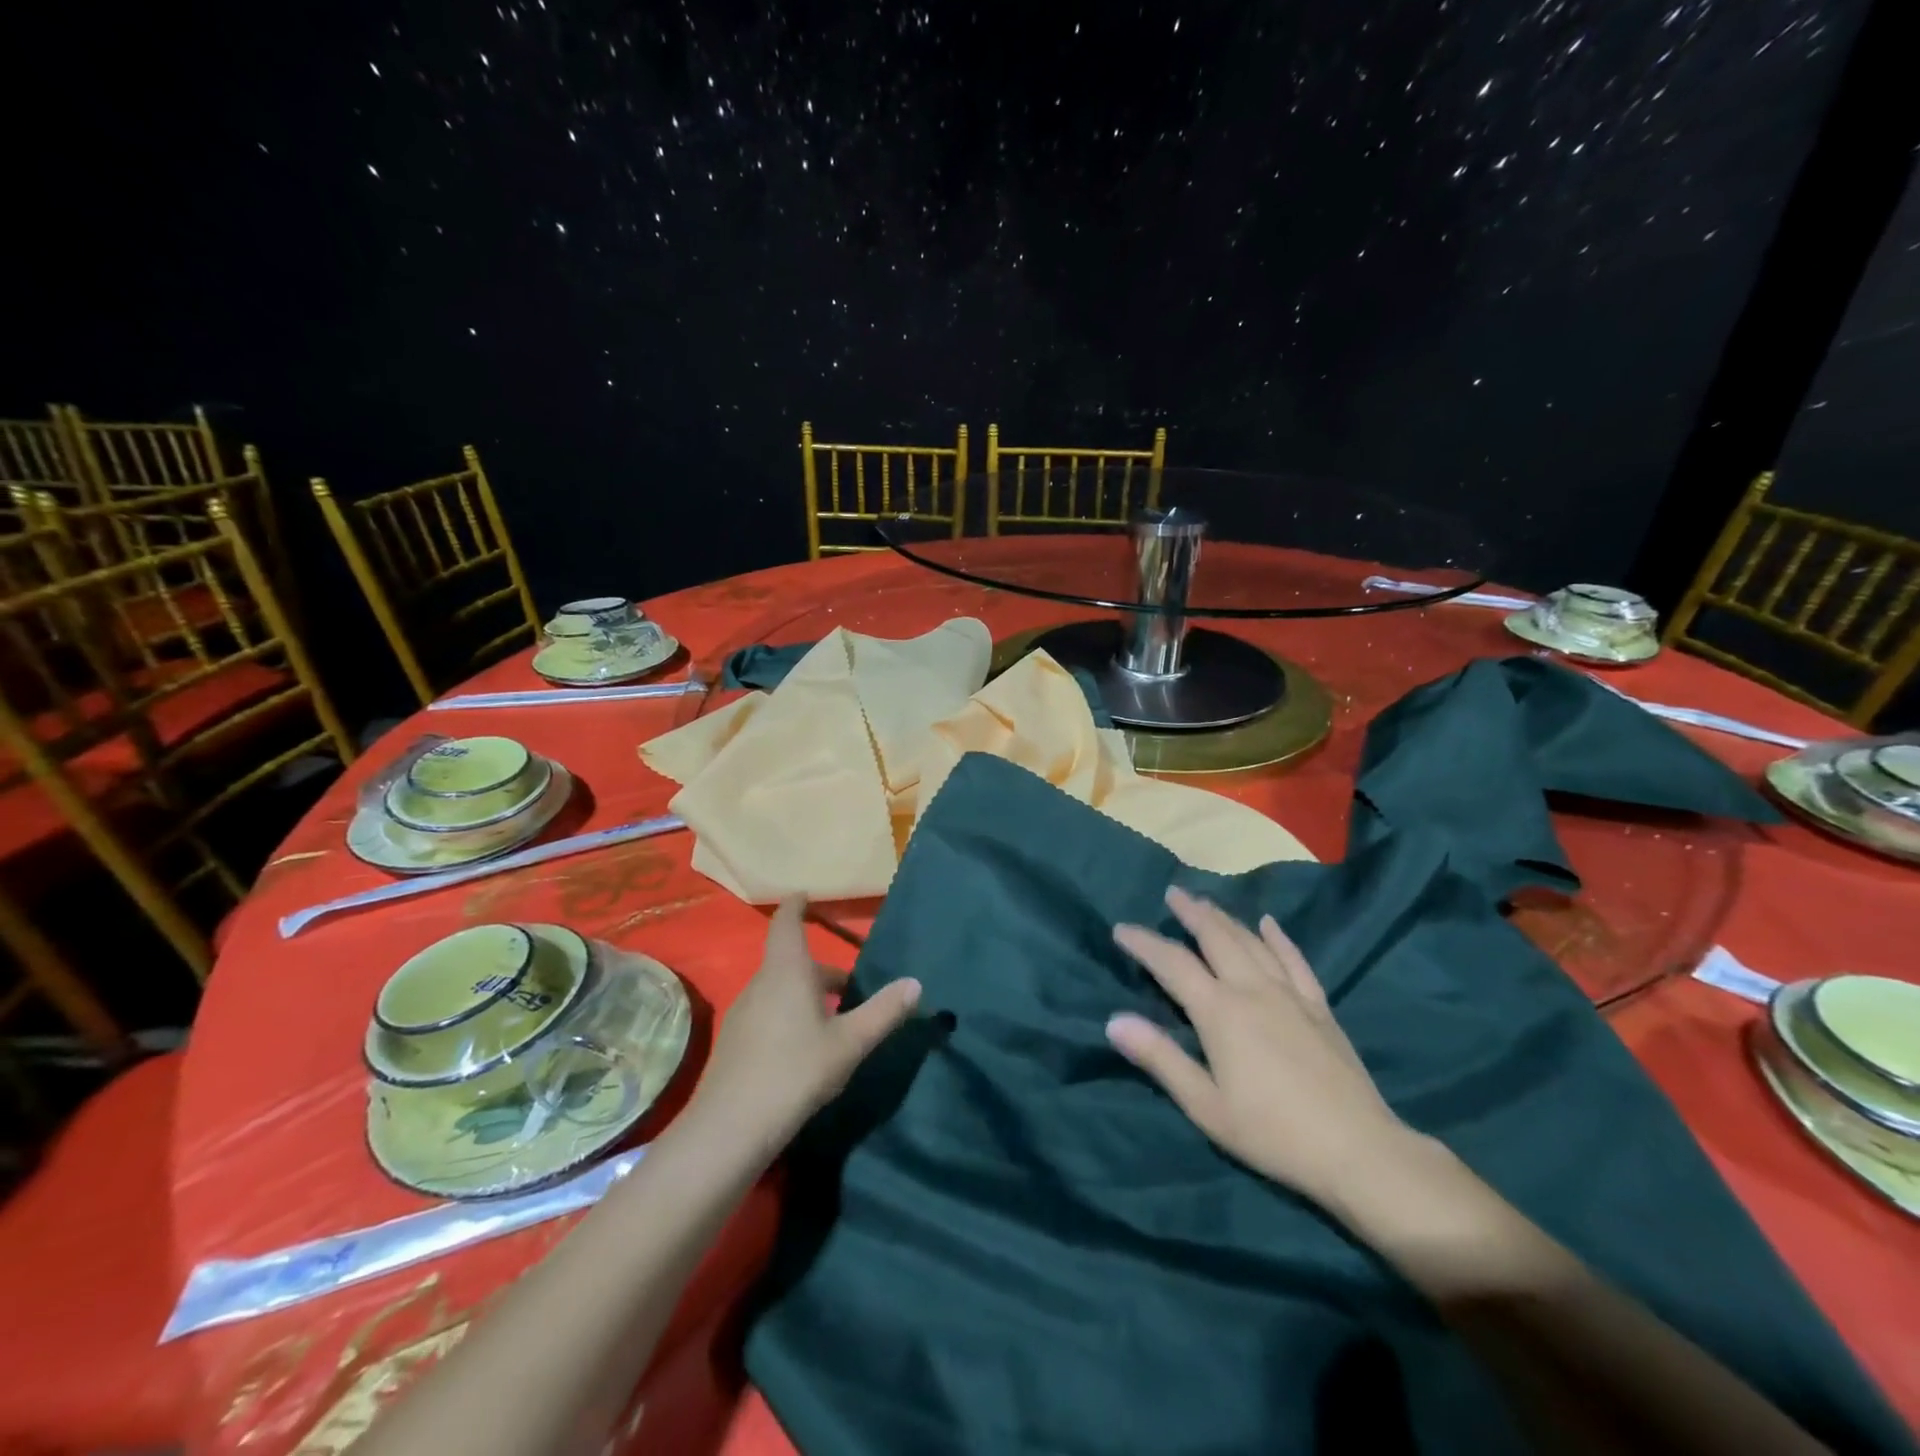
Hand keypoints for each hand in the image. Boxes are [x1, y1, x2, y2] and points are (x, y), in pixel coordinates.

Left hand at [690, 897, 921, 1161]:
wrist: (730, 1129)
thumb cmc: (795, 1071)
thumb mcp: (850, 1043)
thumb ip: (883, 1012)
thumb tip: (915, 983)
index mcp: (787, 971)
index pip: (786, 923)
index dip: (796, 906)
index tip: (805, 895)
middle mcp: (761, 983)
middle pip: (791, 962)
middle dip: (819, 968)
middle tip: (849, 984)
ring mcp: (743, 1013)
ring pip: (779, 989)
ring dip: (806, 994)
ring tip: (834, 1019)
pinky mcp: (735, 1042)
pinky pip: (768, 1011)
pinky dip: (789, 1014)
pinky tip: (805, 1048)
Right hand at [1109, 885, 1416, 1210]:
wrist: (1357, 1150)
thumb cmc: (1272, 1132)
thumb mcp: (1205, 1105)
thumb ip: (1160, 1058)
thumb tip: (1114, 1020)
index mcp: (1220, 1011)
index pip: (1173, 964)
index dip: (1144, 943)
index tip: (1121, 928)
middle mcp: (1252, 989)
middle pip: (1216, 938)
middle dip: (1191, 913)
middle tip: (1173, 893)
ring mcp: (1290, 994)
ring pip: (1251, 942)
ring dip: (1226, 918)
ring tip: (1207, 903)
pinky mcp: (1319, 1007)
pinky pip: (1294, 960)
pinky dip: (1279, 938)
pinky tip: (1269, 924)